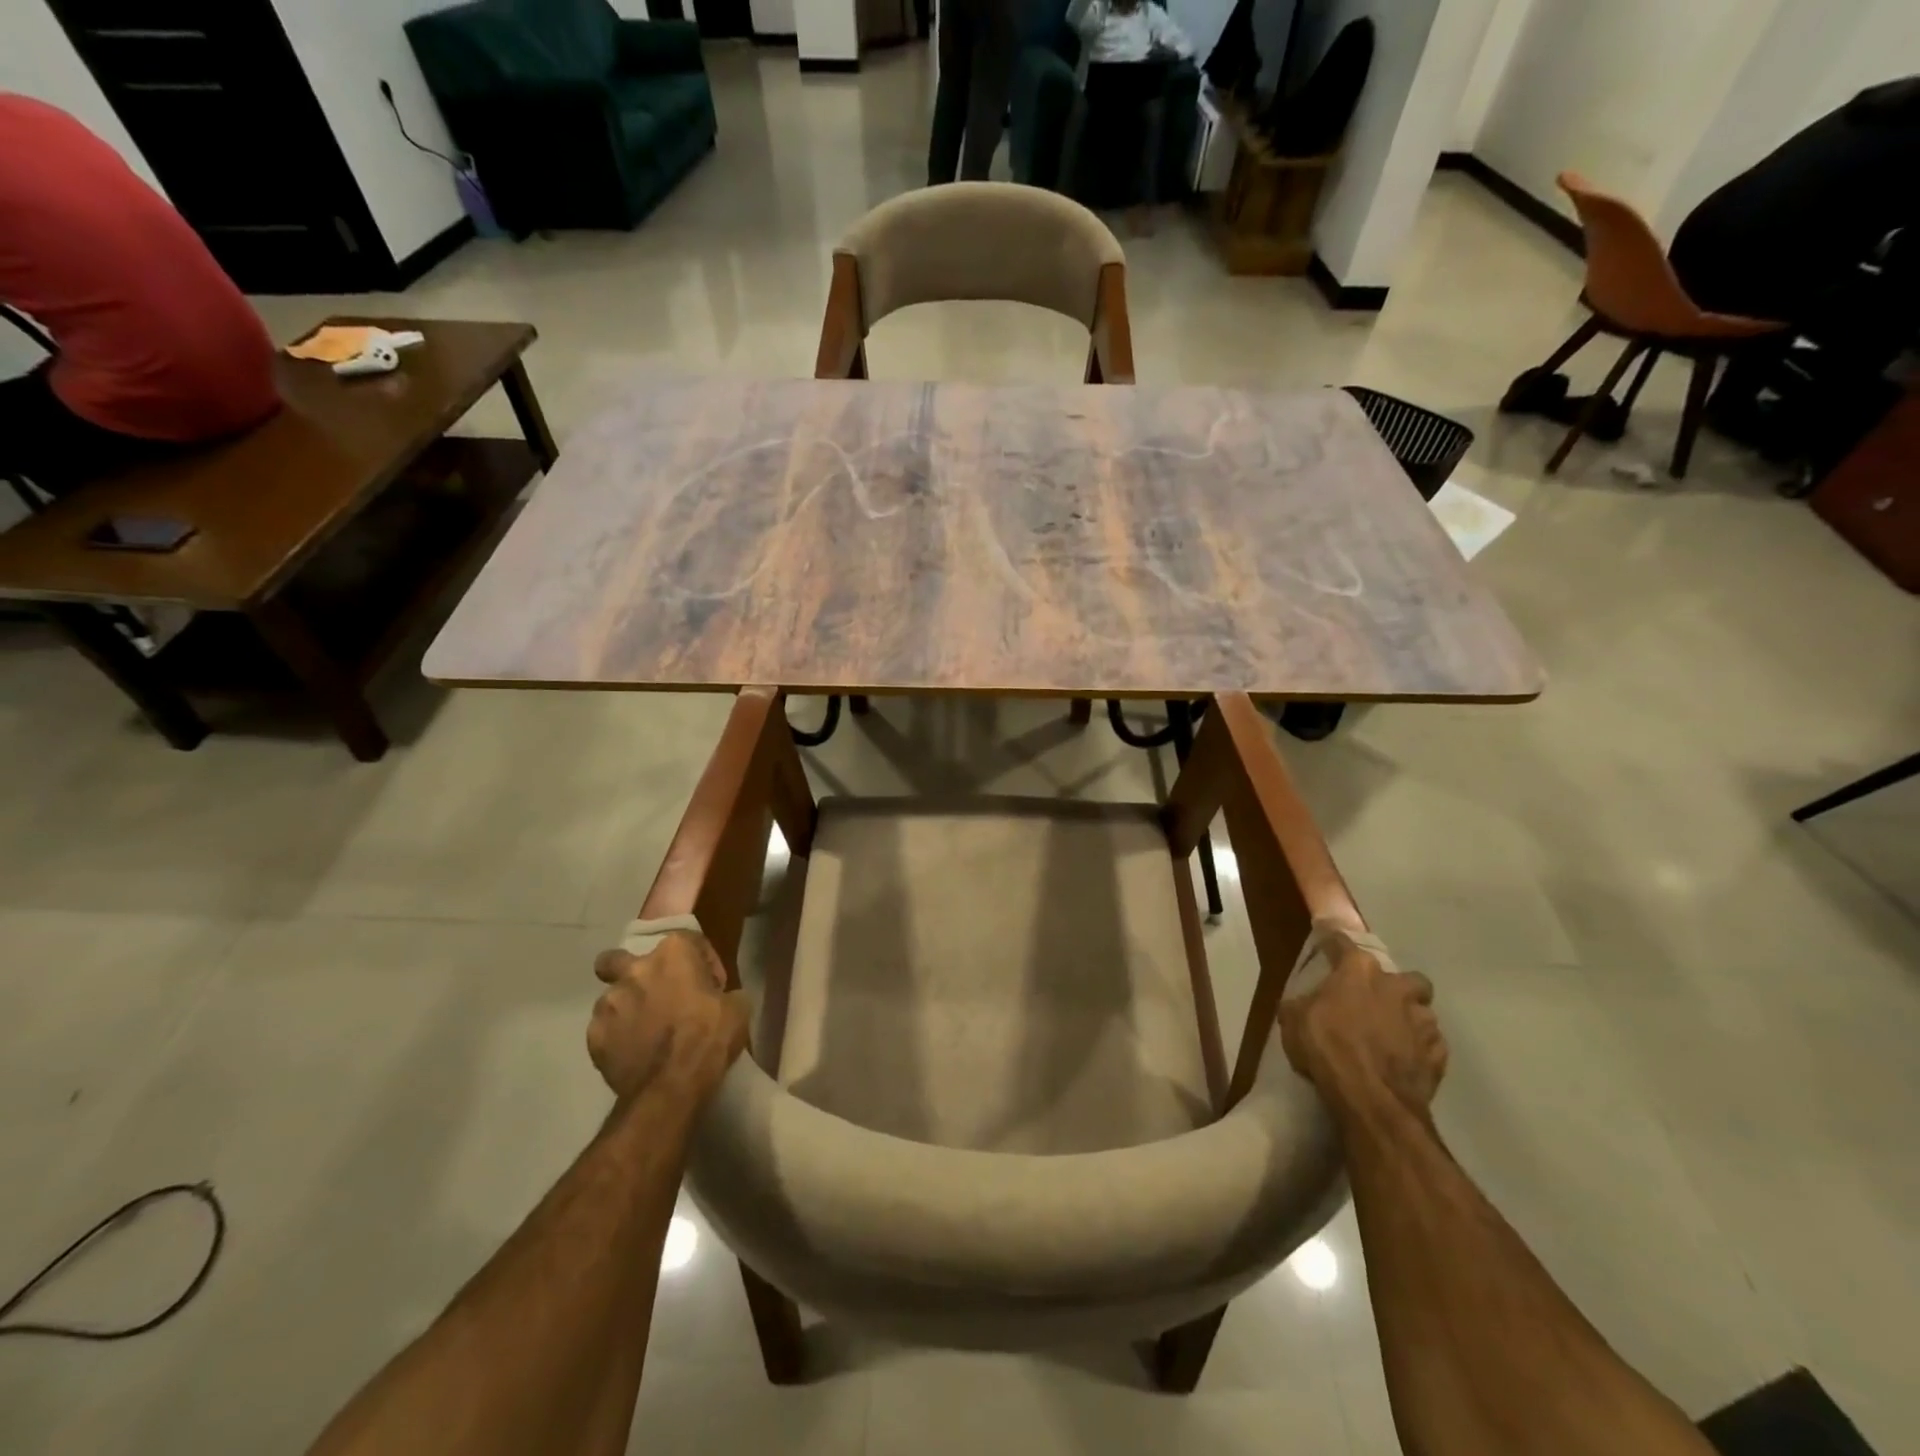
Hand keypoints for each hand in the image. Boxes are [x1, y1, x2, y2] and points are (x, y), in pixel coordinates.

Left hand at [588, 932, 749, 1106]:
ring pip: (611, 997)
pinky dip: (617, 1038)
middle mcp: (635, 969)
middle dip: (630, 971)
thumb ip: (725, 992)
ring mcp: (608, 1003)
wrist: (670, 1088)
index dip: (703, 962)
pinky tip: (633, 1053)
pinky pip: (605, 1030)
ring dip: (627, 1008)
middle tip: (654, 992)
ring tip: (644, 1031)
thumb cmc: (709, 1039)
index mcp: (673, 953)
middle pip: (619, 959)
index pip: (689, 941)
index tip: (711, 985)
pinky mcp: (593, 1036)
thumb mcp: (739, 1008)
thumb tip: (718, 998)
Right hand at [1280, 931, 1447, 1116]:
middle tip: (1377, 1001)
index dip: (1333, 944)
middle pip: (1406, 977)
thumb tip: (1304, 1004)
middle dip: (1396, 986)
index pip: (1344, 943)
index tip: (1327, 944)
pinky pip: (1431, 1046)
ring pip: (1423, 1012)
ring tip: (1392, 1036)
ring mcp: (1423, 1022)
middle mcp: (1397, 987)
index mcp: (1359, 971)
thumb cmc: (1327, 1047)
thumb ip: (1302, 1004)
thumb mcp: (1293, 1020)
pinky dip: (1419, 1050)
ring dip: (1409, 1020)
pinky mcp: (1439, 1056)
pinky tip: (1403, 1061)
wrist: (1371, 1099)